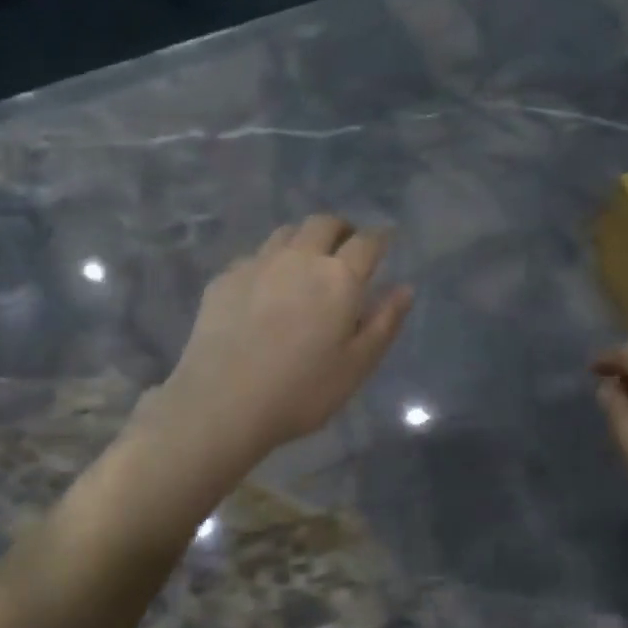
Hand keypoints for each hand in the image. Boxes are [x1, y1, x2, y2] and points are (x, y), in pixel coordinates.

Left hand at [145, 215, 412, 465]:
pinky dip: (269, 263)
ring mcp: (257, 264)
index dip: (380, 238)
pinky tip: (266, 288)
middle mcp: (299, 259)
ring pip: (286, 233)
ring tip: (306, 263)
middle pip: (323, 224)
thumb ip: (384, 323)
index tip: (384, 241)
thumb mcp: (357, 365)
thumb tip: (404, 289)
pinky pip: (254, 256)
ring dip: (304, 240)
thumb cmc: (302, 391)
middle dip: (341, 229)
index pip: (367, 242)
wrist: (223, 403)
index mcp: (339, 278)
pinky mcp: (224, 279)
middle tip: (346, 248)